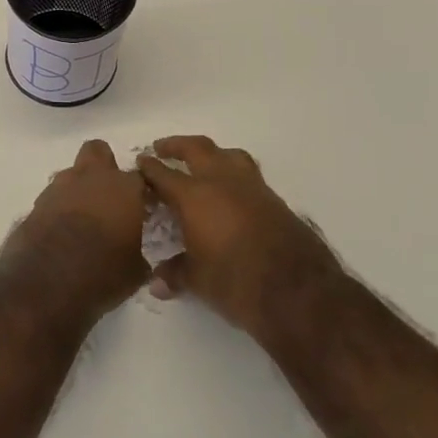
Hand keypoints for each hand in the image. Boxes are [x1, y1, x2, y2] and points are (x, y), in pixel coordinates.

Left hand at [0, 140, 147, 331]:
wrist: (46, 283)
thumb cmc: (102, 273)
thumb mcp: (135, 270)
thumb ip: (138, 251)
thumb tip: (136, 254)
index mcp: (123, 188)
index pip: (140, 177)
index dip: (141, 191)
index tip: (143, 208)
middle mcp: (91, 178)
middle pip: (98, 151)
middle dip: (104, 166)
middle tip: (109, 195)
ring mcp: (59, 187)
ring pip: (72, 173)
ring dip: (78, 188)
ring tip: (83, 219)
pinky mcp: (36, 203)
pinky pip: (53, 197)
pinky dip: (59, 208)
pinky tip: (62, 231)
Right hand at [137, 136, 339, 339]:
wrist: (298, 291)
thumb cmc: (236, 281)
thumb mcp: (198, 280)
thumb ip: (175, 274)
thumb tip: (156, 283)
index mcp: (195, 196)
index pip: (164, 174)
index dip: (149, 168)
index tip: (140, 163)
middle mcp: (222, 182)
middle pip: (197, 149)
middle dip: (177, 146)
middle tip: (162, 148)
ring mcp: (252, 188)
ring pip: (228, 155)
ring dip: (211, 154)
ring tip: (202, 162)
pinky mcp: (275, 200)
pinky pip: (248, 175)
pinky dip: (233, 174)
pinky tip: (230, 192)